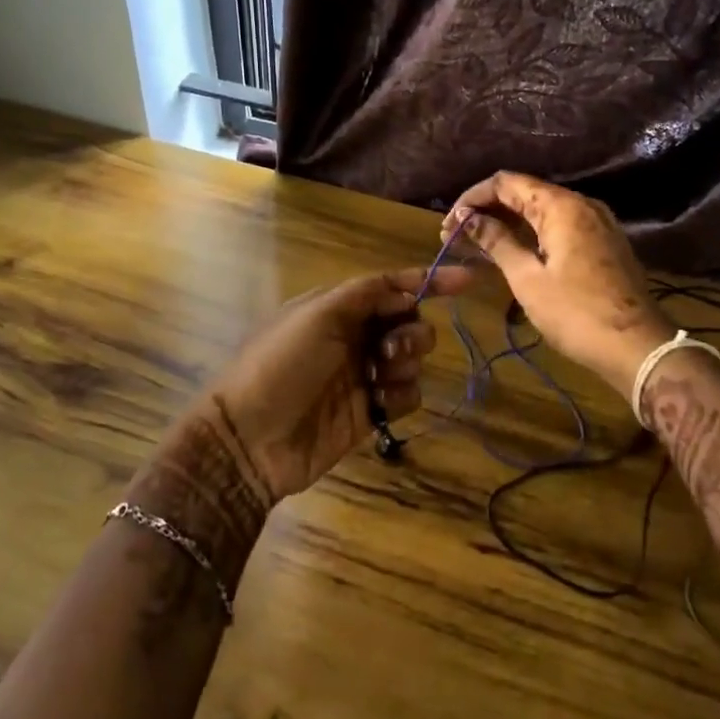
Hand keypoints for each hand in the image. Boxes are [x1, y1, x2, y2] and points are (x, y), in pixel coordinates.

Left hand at [206, 265, 470, 503]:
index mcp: (339, 307)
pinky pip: (407, 394)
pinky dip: (400, 395)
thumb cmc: (281, 364)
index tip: (467, 281)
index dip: (428, 280)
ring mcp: (363, 375)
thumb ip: (366, 294)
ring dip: (405, 362)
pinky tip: (379, 404)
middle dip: (410, 331)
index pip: (391, 287)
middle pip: (409, 322)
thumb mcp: (317, 314)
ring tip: (378, 377)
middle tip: (390, 349)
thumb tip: (407, 289)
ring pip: (412, 358)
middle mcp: (354, 336)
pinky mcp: (371, 412)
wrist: (251, 438)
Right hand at [440, 172, 671, 391]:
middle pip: (524, 193)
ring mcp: (596, 223)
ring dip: (508, 224)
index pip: (506, 183)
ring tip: (476, 246)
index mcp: (561, 206)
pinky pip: (559, 227)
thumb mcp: (527, 279)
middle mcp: (580, 204)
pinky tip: (511, 253)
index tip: (449, 225)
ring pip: (541, 211)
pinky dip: (531, 234)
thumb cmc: (576, 313)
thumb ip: (497, 242)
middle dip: (487, 212)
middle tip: (456, 238)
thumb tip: (468, 219)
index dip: (472, 199)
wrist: (637, 347)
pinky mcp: (602, 242)